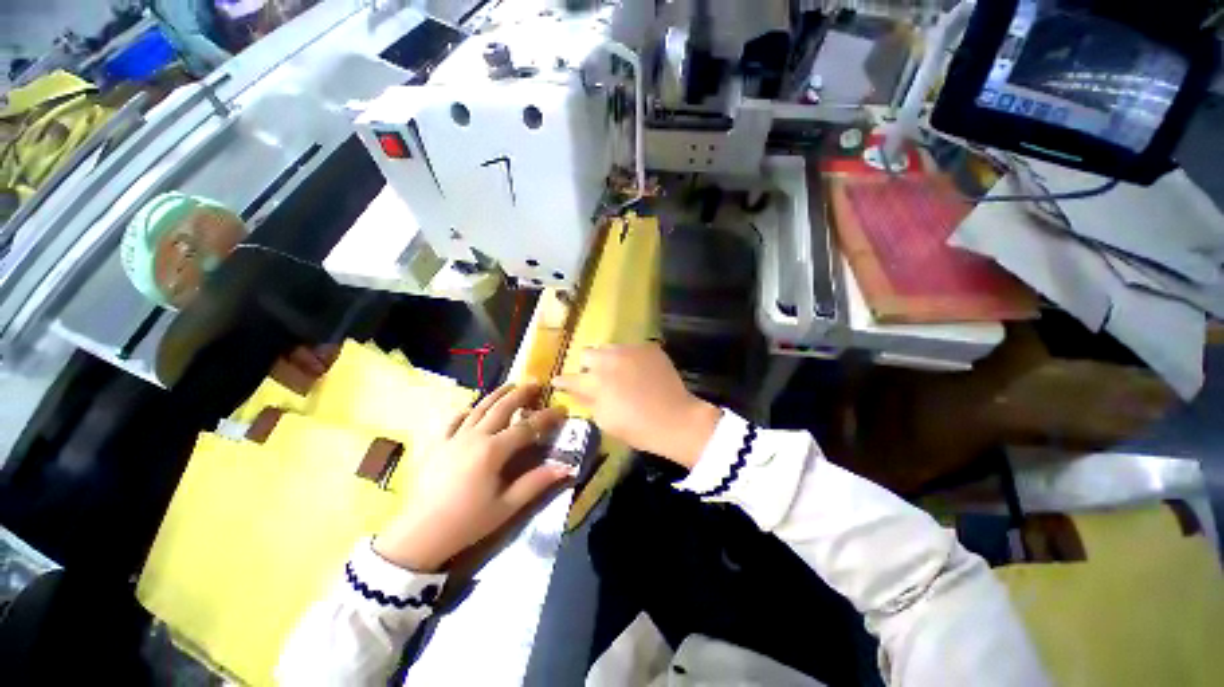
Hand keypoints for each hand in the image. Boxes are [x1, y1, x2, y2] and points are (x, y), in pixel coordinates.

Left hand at [374, 384, 569, 571]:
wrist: (420, 534)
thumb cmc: (468, 521)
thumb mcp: (507, 506)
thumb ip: (536, 482)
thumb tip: (566, 467)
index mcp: (493, 450)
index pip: (527, 427)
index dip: (546, 417)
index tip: (561, 409)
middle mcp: (475, 436)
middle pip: (502, 407)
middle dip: (522, 393)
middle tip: (536, 383)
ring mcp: (454, 437)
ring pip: (479, 408)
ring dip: (497, 394)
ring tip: (511, 384)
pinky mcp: (438, 444)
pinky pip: (453, 420)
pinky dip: (466, 411)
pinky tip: (471, 408)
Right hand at [553, 343, 720, 468]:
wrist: (676, 419)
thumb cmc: (637, 427)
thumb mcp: (605, 420)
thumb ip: (588, 401)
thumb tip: (577, 390)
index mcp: (595, 381)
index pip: (570, 378)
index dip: (563, 381)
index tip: (559, 382)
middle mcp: (609, 360)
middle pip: (587, 353)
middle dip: (588, 366)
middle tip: (597, 378)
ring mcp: (630, 350)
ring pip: (609, 347)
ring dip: (608, 359)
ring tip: (619, 372)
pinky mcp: (648, 348)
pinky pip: (631, 348)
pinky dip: (630, 359)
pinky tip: (639, 371)